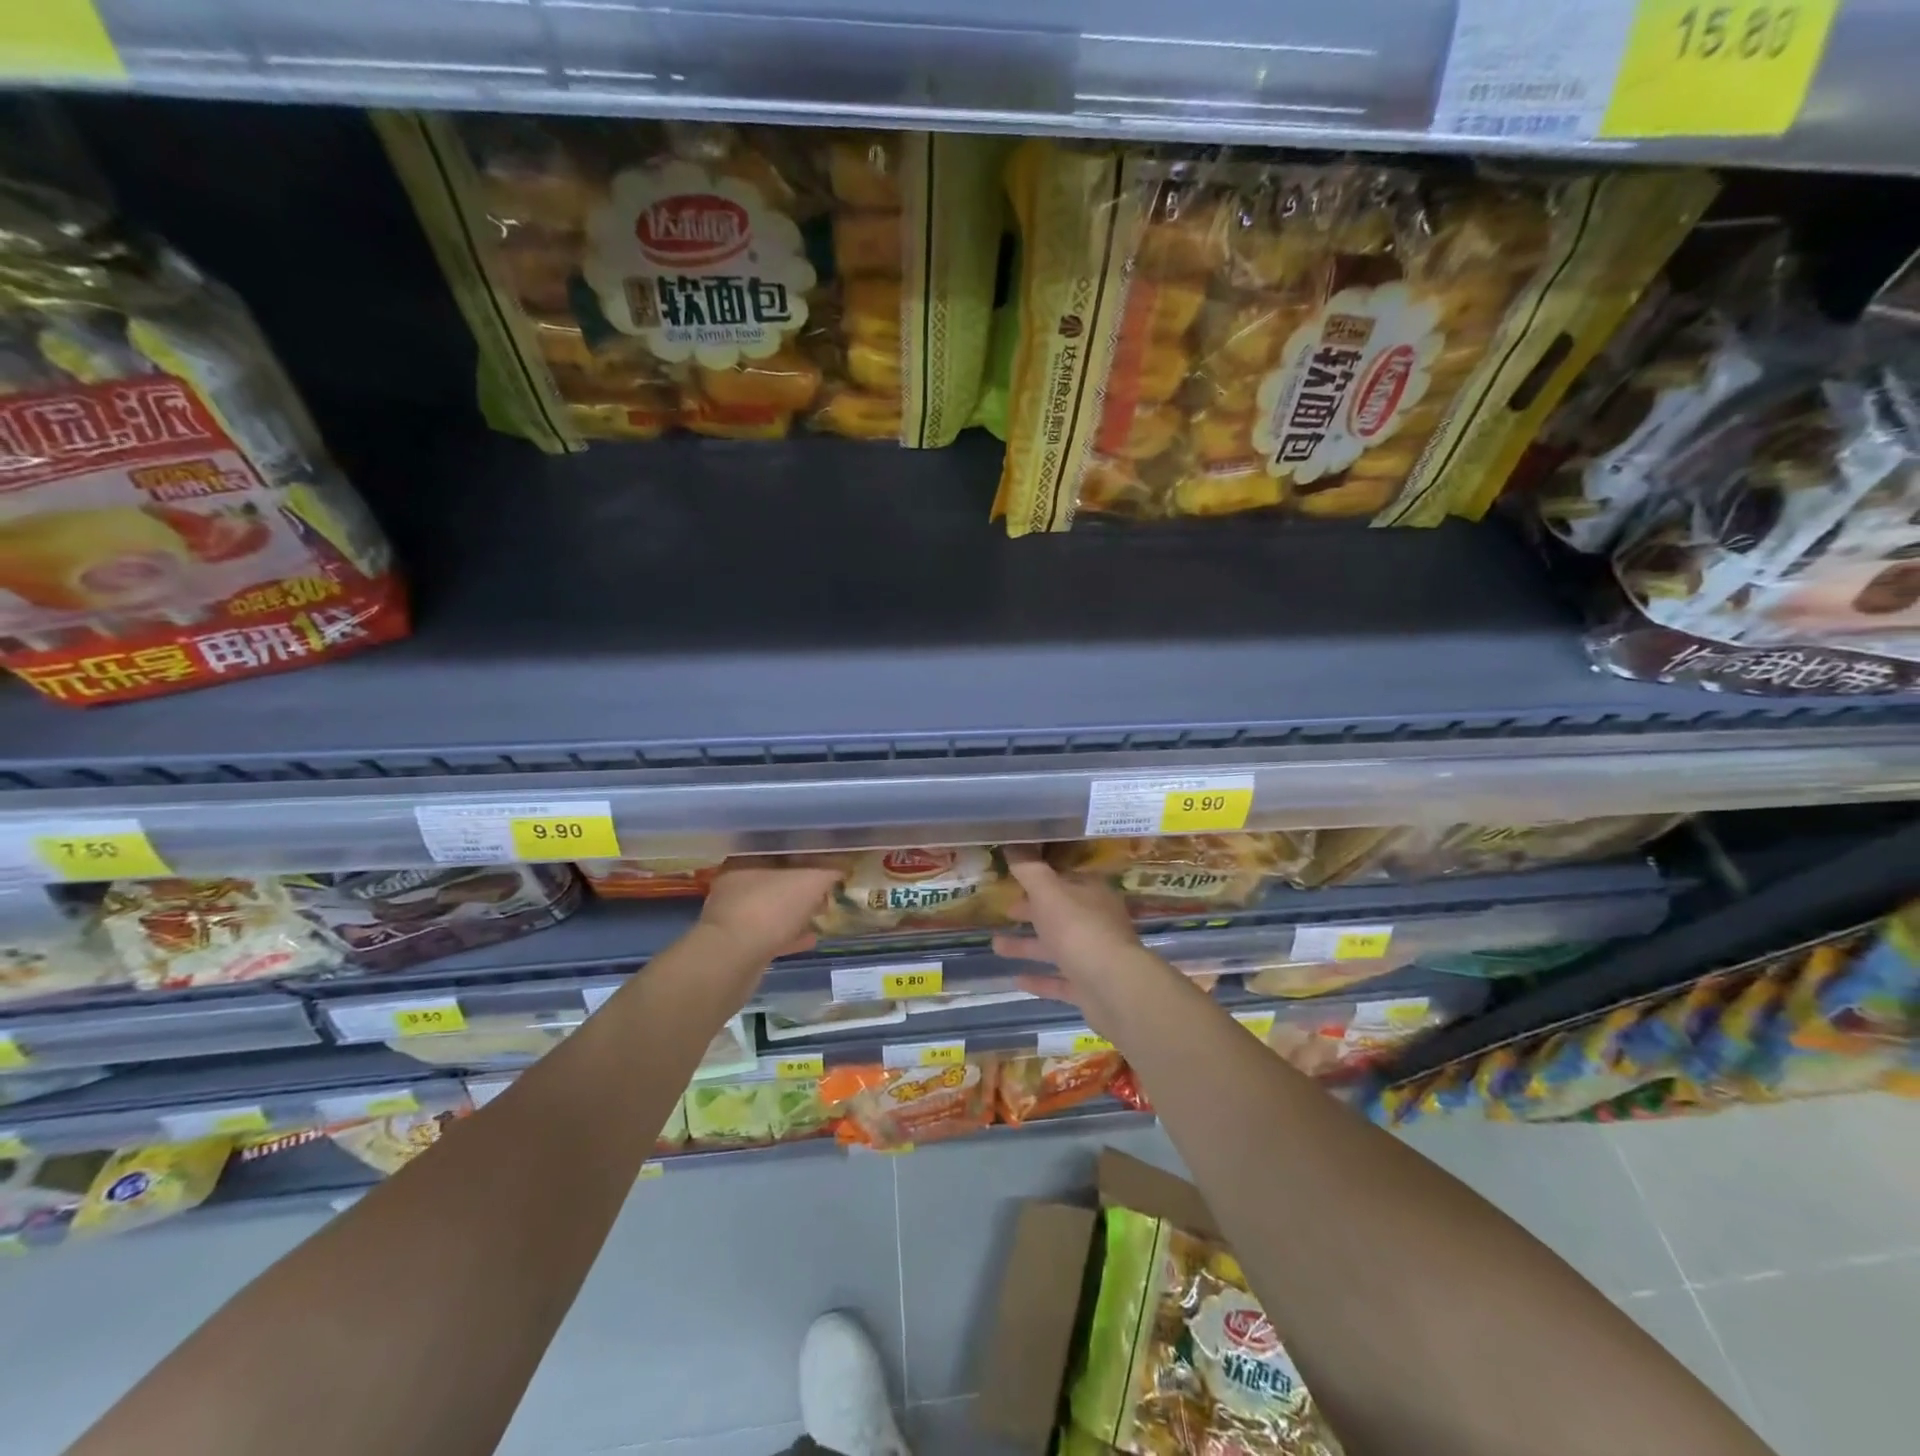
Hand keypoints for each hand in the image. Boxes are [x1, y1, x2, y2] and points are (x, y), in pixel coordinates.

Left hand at [697, 861, 843, 964]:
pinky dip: (789, 935)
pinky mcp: (735, 945)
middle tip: (828, 889)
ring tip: (822, 914)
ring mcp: (732, 916)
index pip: (780, 849)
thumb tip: (844, 865)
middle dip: (802, 885)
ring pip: (772, 908)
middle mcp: (734, 884)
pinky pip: (769, 934)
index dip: (807, 854)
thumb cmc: (770, 908)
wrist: (731, 961)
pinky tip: (810, 939)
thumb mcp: (811, 881)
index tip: (828, 861)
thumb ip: (830, 870)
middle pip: (776, 879)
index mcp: (746, 860)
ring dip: (796, 911)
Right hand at [991, 850, 1160, 1029]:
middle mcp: (1097, 922)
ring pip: (1057, 947)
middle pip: (1060, 913)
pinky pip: (1061, 980)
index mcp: (1092, 894)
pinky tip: (1016, 979)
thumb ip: (1029, 871)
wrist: (1113, 987)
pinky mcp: (1090, 987)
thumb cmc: (1079, 930)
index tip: (1015, 882)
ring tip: (996, 946)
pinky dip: (1040, 979)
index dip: (1039, 881)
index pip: (1065, 881)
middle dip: (1032, 912)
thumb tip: (1013, 845)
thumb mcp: (1048, 893)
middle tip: (1005, 912)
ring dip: (1028, 946)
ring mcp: (1095, 957)